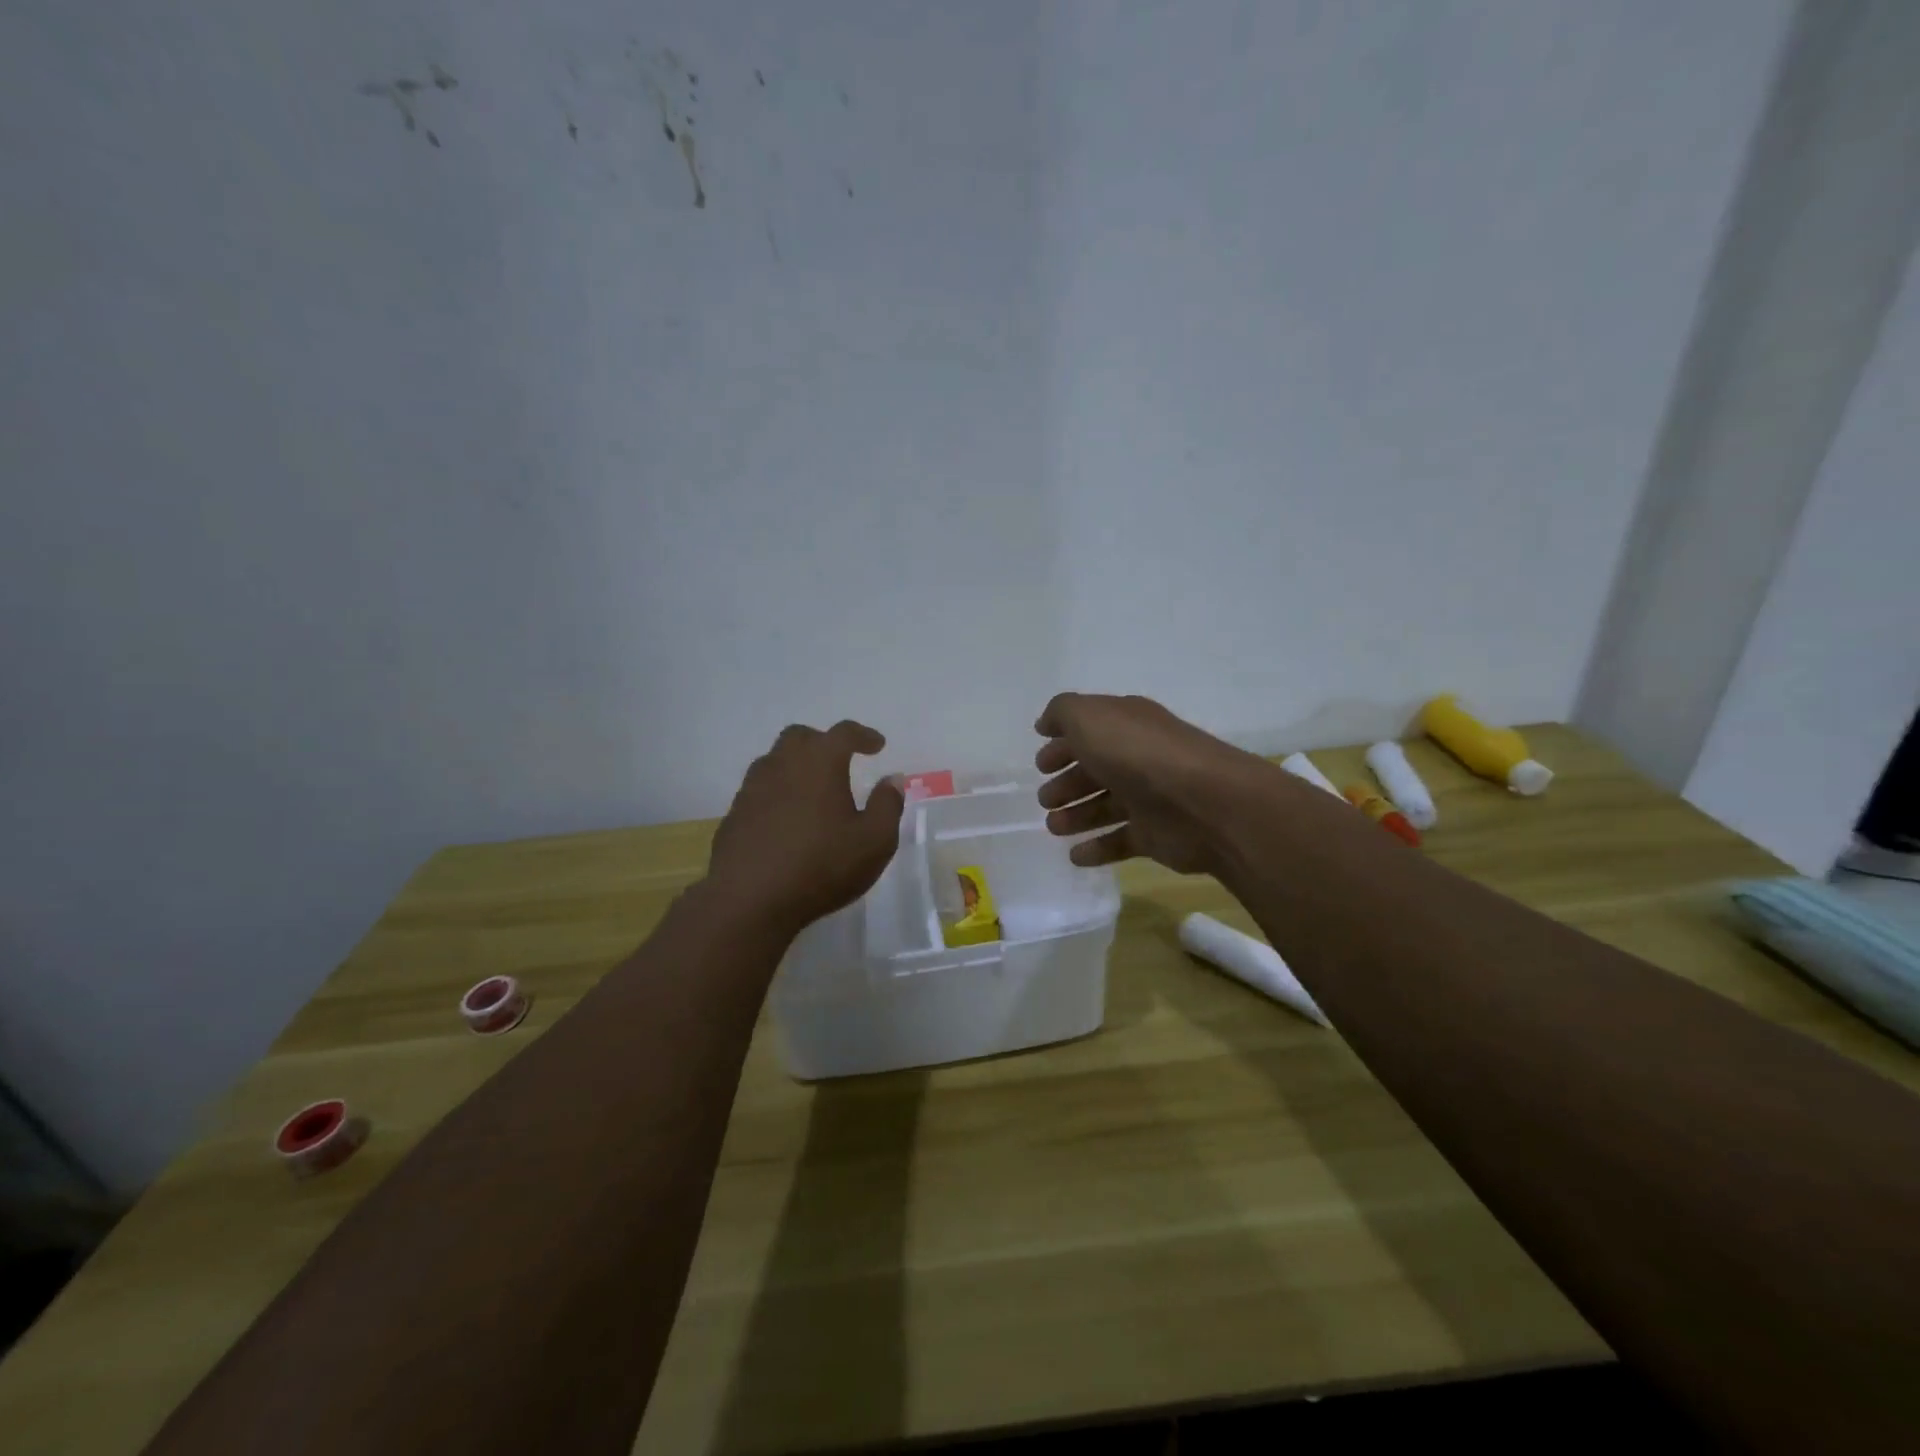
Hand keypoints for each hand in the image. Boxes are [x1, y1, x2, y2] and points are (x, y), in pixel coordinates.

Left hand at [707, 721, 905, 935]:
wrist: (748, 900)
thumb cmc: (822, 865)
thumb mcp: (874, 840)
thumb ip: (888, 805)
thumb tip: (892, 779)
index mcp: (819, 762)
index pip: (844, 733)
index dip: (863, 735)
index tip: (877, 745)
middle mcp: (782, 764)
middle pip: (801, 737)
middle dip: (823, 742)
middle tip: (840, 760)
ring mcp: (752, 789)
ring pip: (775, 761)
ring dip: (796, 766)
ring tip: (813, 790)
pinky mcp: (734, 816)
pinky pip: (759, 791)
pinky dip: (777, 794)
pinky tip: (787, 820)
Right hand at [1034, 693, 1277, 873]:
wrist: (1204, 803)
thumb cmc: (1139, 755)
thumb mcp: (1090, 718)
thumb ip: (1063, 713)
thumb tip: (1046, 724)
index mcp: (1126, 725)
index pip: (1090, 730)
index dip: (1063, 744)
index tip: (1040, 764)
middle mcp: (1139, 757)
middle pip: (1097, 769)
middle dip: (1068, 783)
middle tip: (1044, 799)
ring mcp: (1150, 797)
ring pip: (1106, 805)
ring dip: (1077, 815)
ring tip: (1054, 827)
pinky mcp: (1157, 835)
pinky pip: (1121, 841)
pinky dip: (1097, 848)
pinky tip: (1075, 857)